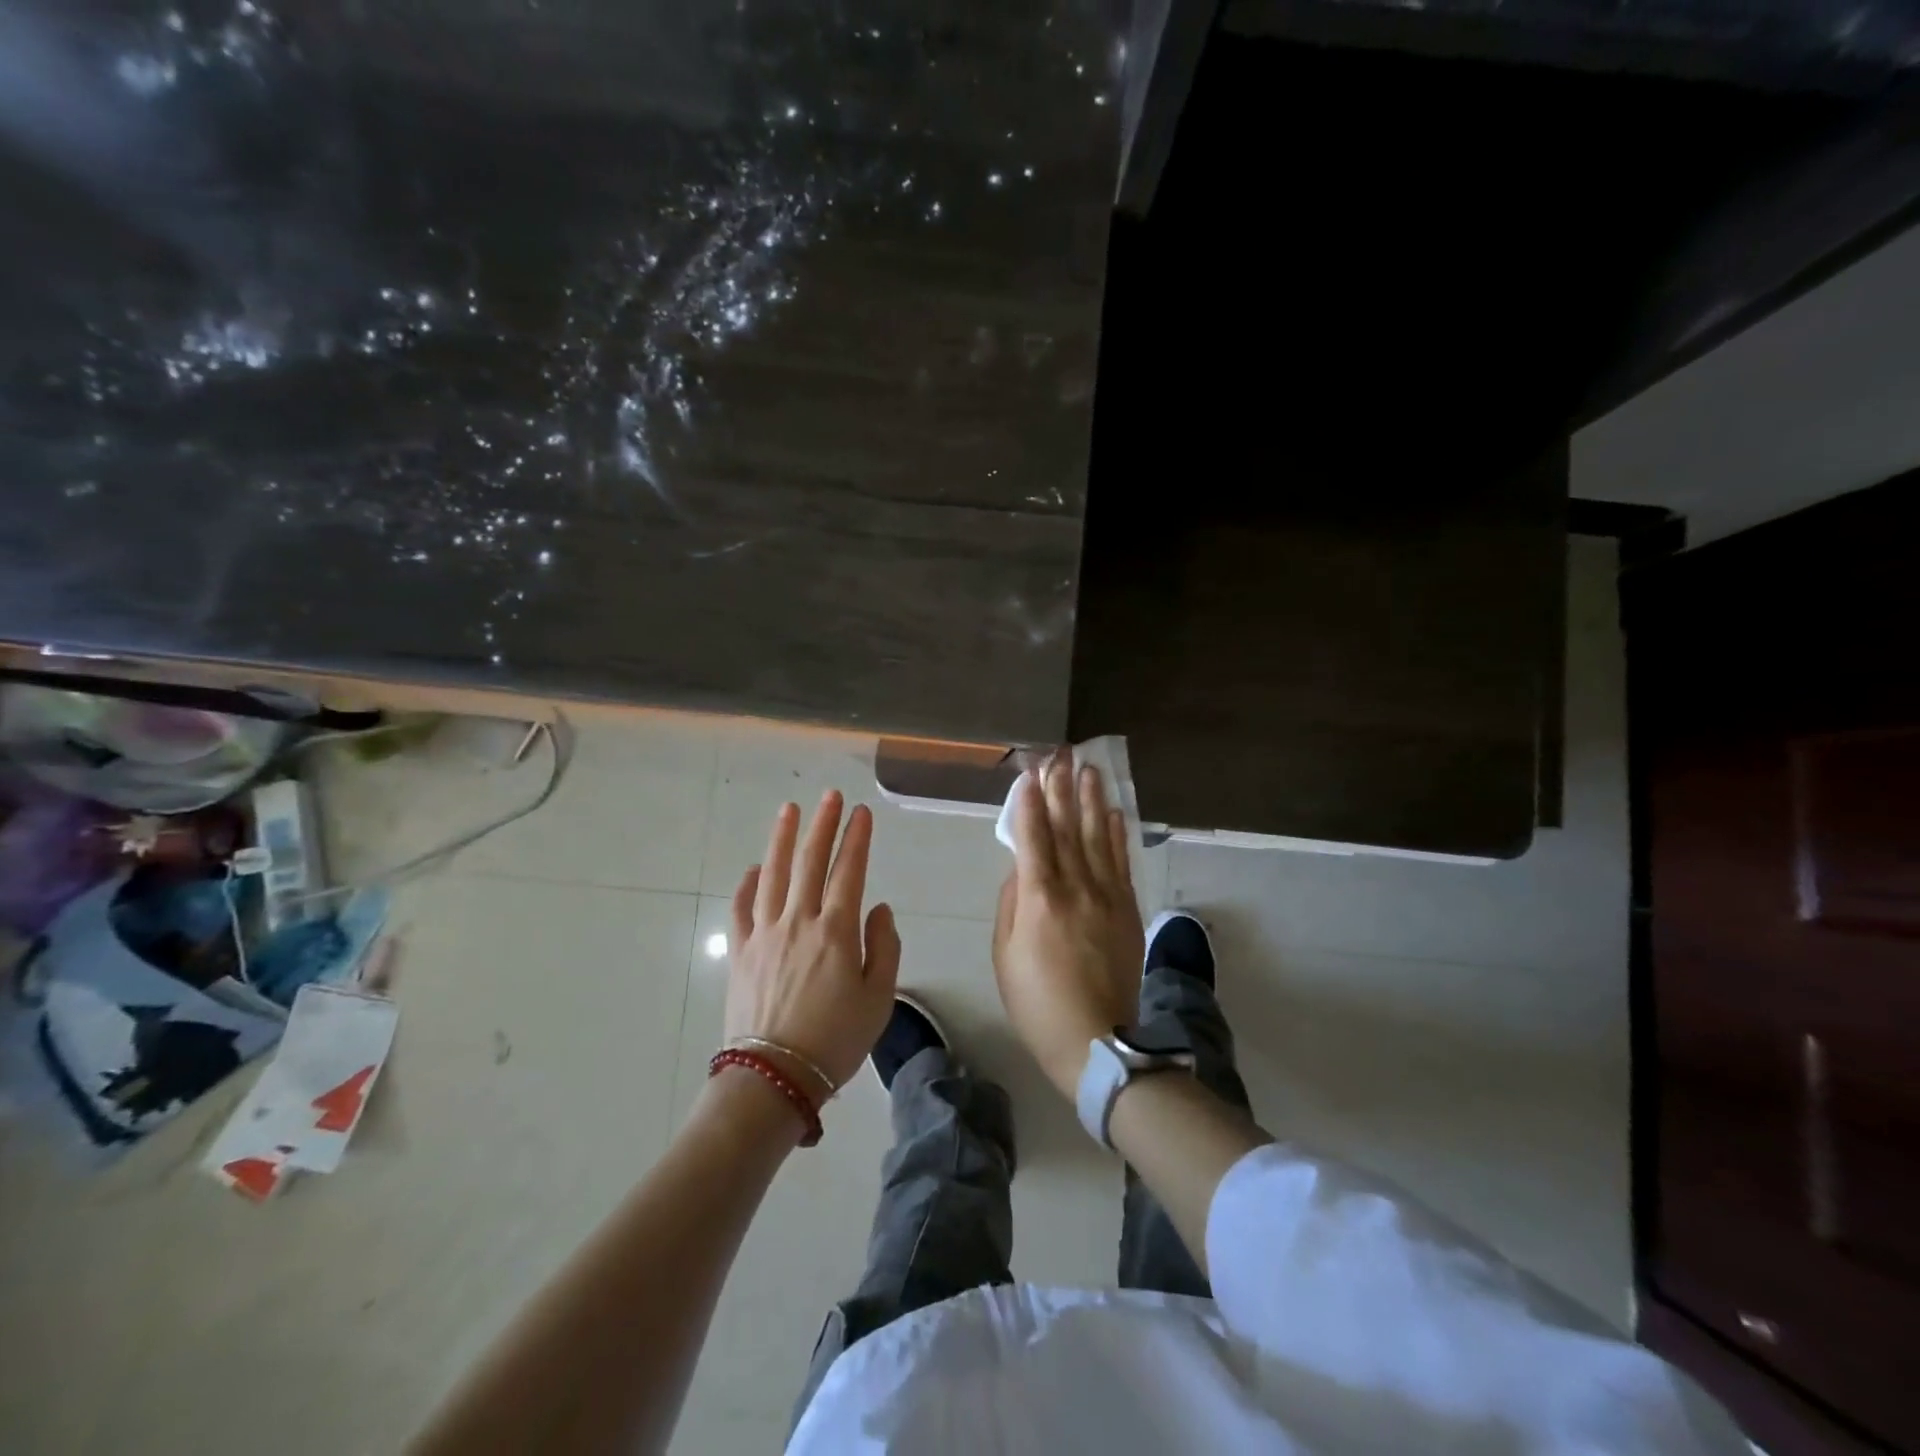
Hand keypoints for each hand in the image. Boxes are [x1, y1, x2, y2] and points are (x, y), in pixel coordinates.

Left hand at [725, 791, 901, 1094]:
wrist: (774, 1077)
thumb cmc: (835, 1040)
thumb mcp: (879, 998)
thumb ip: (884, 947)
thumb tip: (878, 908)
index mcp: (836, 932)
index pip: (848, 872)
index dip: (856, 839)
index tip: (862, 813)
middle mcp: (798, 922)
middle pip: (809, 862)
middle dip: (822, 825)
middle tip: (829, 797)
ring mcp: (764, 934)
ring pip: (772, 875)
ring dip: (781, 839)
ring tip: (788, 811)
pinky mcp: (741, 952)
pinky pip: (742, 908)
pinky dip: (748, 883)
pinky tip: (754, 868)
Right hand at [992, 757, 1143, 1098]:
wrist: (1097, 1040)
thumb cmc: (1037, 1002)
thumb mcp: (1004, 955)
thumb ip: (1011, 904)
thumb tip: (1021, 870)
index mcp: (1039, 898)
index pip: (1032, 837)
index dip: (1029, 802)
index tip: (1030, 773)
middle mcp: (1076, 887)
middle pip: (1066, 828)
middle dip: (1061, 789)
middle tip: (1060, 756)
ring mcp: (1107, 896)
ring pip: (1096, 837)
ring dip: (1091, 800)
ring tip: (1089, 769)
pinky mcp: (1128, 909)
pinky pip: (1121, 862)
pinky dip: (1115, 834)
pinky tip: (1112, 812)